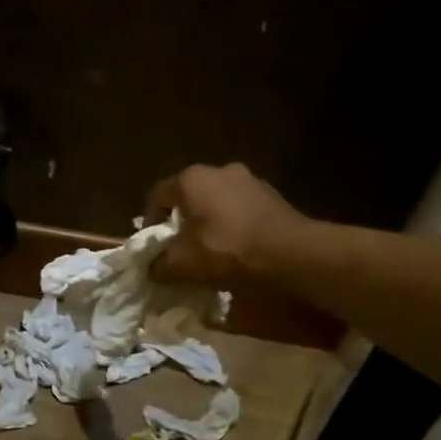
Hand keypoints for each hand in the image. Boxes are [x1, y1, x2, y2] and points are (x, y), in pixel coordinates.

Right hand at [145, 163, 310, 286]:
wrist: (291, 254)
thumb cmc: (226, 250)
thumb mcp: (182, 263)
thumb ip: (159, 264)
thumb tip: (152, 269)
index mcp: (191, 179)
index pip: (157, 195)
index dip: (149, 221)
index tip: (153, 245)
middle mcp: (219, 170)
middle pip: (189, 196)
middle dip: (181, 221)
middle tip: (179, 247)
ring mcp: (250, 180)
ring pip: (216, 202)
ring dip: (208, 222)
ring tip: (208, 250)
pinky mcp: (273, 196)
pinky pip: (240, 209)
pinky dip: (232, 225)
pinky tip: (235, 248)